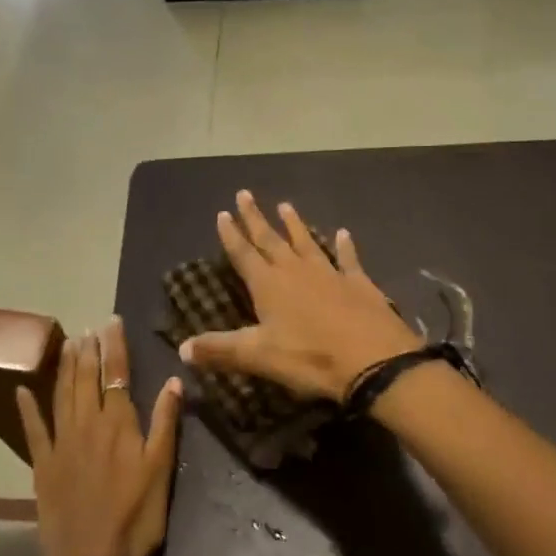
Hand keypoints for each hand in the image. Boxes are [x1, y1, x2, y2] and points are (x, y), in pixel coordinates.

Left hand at [16, 318, 181, 555]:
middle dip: (89, 349)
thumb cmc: (136, 518)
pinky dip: (27, 408)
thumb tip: (174, 379)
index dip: (114, 346)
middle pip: (87, 378)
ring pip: (62, 394)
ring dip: (64, 367)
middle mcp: (87, 424)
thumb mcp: (161, 470)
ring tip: (67, 343)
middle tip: (88, 327)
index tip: (111, 322)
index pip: (117, 373)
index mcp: (119, 423)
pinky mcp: (42, 465)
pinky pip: (33, 430)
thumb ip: (165, 422)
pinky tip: (22, 389)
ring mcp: (61, 443)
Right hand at [179, 190, 421, 402]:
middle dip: (255, 218)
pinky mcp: (358, 283)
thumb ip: (220, 350)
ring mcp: (329, 273)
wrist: (374, 360)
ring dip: (294, 224)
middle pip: (270, 239)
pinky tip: (343, 233)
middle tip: (245, 194)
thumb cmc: (310, 358)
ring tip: (285, 205)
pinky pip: (348, 258)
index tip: (222, 213)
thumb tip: (181, 348)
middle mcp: (296, 270)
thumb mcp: (259, 357)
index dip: (231, 235)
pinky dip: (344, 245)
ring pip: (306, 241)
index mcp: (269, 285)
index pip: (244, 254)